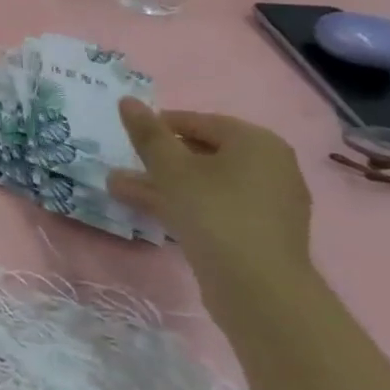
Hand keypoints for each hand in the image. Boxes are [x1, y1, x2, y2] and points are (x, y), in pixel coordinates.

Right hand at [106, 99, 313, 306]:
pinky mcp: (259, 233)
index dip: (159, 126)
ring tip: (119, 189)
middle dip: (158, 159)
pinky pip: (216, 207)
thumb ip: (148, 134)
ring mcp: (268, 203)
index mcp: (256, 142)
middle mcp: (270, 166)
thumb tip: (127, 100)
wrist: (259, 289)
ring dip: (163, 184)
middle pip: (203, 153)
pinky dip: (184, 204)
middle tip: (122, 163)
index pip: (198, 121)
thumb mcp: (171, 168)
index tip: (127, 137)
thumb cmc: (214, 213)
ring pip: (205, 183)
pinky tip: (149, 212)